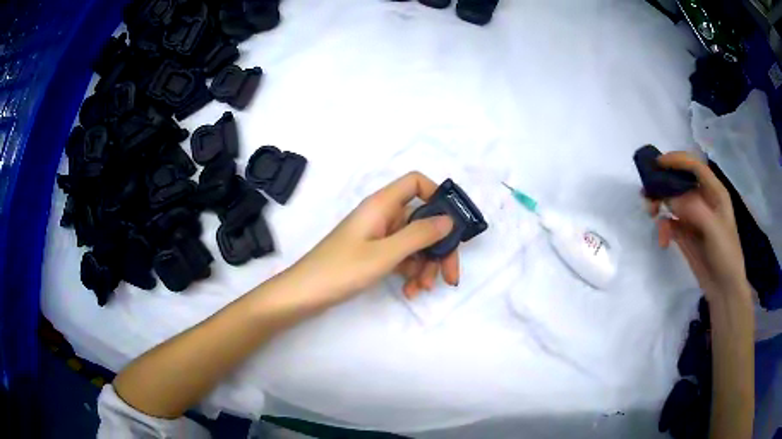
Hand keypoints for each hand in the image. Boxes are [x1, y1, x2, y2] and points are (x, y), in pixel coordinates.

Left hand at [284, 172, 458, 307]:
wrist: (305, 294)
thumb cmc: (342, 269)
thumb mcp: (385, 253)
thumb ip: (419, 235)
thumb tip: (449, 220)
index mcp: (382, 204)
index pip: (415, 183)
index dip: (437, 196)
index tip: (452, 224)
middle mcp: (382, 215)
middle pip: (422, 219)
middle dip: (438, 247)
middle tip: (450, 275)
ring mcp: (378, 236)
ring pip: (414, 243)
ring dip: (424, 266)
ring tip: (423, 289)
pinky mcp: (373, 254)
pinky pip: (401, 257)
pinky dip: (410, 272)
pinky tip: (410, 291)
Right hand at [646, 152, 749, 301]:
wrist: (724, 289)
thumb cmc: (726, 254)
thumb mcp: (714, 229)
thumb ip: (693, 209)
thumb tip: (668, 198)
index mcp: (714, 192)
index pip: (695, 166)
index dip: (677, 160)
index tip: (657, 164)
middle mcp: (703, 200)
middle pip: (680, 182)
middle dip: (663, 185)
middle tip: (647, 193)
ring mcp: (693, 218)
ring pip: (672, 202)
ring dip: (659, 205)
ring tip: (650, 214)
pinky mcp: (685, 234)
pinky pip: (670, 224)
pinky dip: (663, 229)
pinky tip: (663, 241)